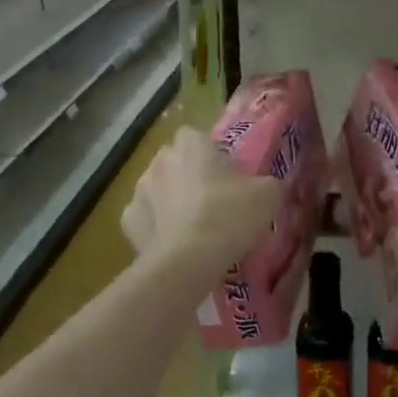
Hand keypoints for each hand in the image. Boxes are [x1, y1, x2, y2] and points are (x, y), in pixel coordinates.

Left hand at [121, 126, 283, 276]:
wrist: (190, 260)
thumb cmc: (230, 216)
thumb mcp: (268, 195)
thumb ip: (267, 182)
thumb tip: (266, 186)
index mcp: (191, 145)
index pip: (195, 135)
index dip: (208, 152)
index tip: (224, 172)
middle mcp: (160, 160)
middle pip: (173, 159)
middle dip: (187, 172)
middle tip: (211, 197)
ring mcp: (139, 190)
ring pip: (156, 186)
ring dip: (169, 197)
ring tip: (191, 223)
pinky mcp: (129, 221)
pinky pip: (144, 216)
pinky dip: (155, 225)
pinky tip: (172, 240)